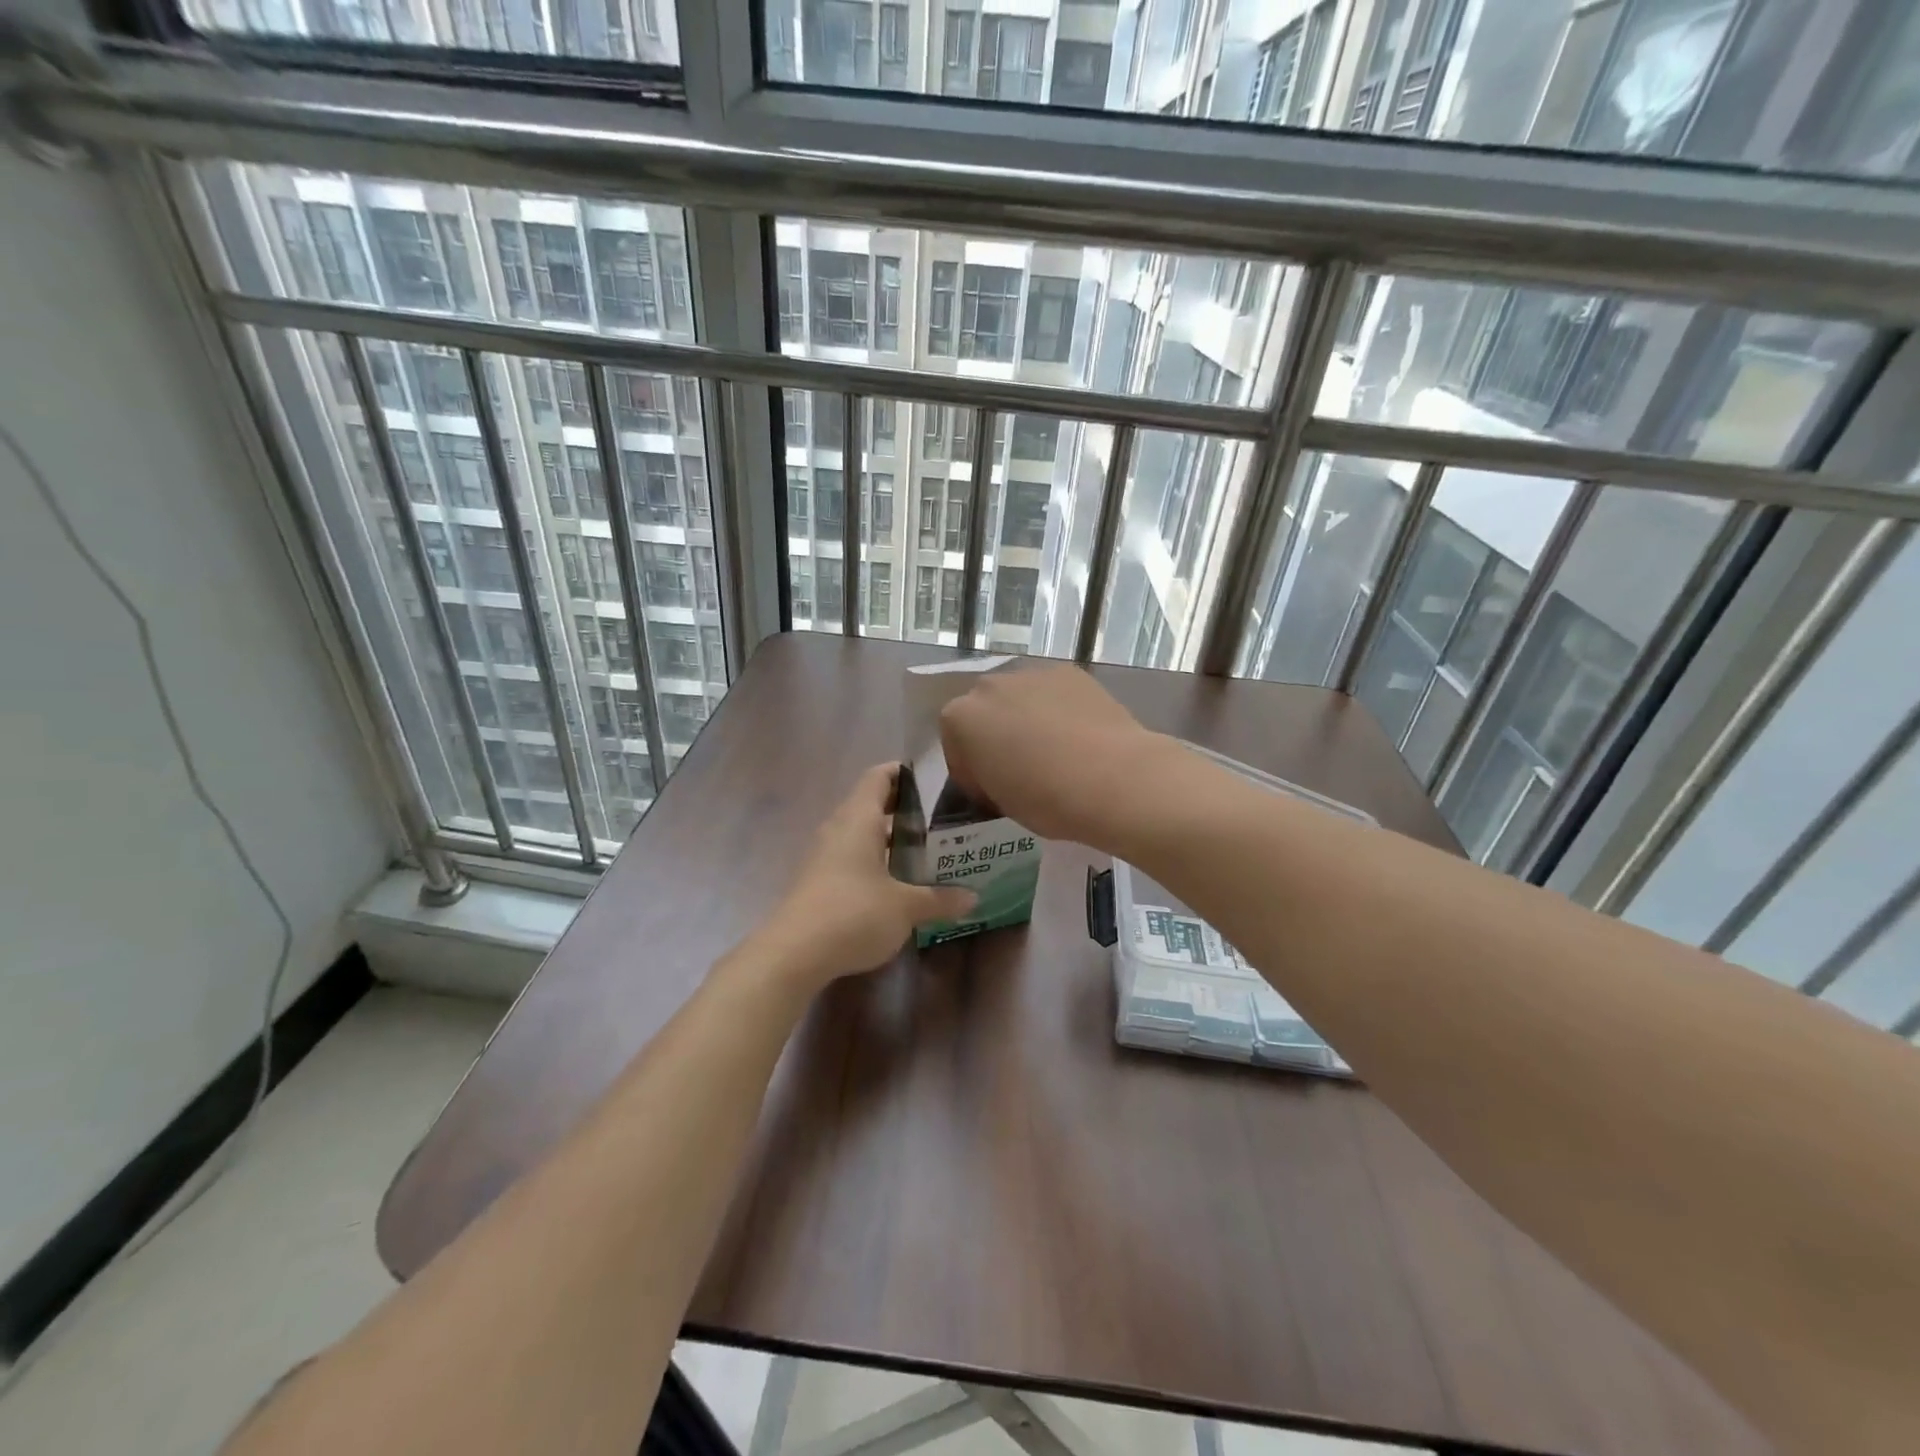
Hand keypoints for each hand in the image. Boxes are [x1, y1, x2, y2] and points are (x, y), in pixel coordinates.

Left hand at [756, 764, 976, 988]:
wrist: (794, 954)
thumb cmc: (854, 913)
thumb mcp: (906, 907)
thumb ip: (939, 899)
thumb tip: (972, 897)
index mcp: (859, 818)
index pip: (879, 776)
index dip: (903, 773)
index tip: (933, 782)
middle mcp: (838, 828)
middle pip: (871, 804)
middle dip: (904, 810)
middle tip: (940, 821)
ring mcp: (824, 855)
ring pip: (860, 834)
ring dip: (889, 839)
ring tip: (925, 851)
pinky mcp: (818, 881)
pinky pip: (851, 857)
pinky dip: (874, 861)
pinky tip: (896, 883)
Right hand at [940, 665, 1168, 847]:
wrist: (1113, 779)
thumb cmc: (1046, 799)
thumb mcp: (1000, 800)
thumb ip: (988, 777)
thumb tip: (1001, 772)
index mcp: (960, 719)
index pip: (955, 746)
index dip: (972, 772)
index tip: (993, 792)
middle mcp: (988, 686)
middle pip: (984, 712)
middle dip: (996, 735)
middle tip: (1020, 768)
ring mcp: (1031, 673)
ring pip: (1019, 697)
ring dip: (1026, 717)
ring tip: (1055, 750)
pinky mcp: (1070, 672)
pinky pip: (1053, 692)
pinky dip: (1059, 708)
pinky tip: (1079, 735)